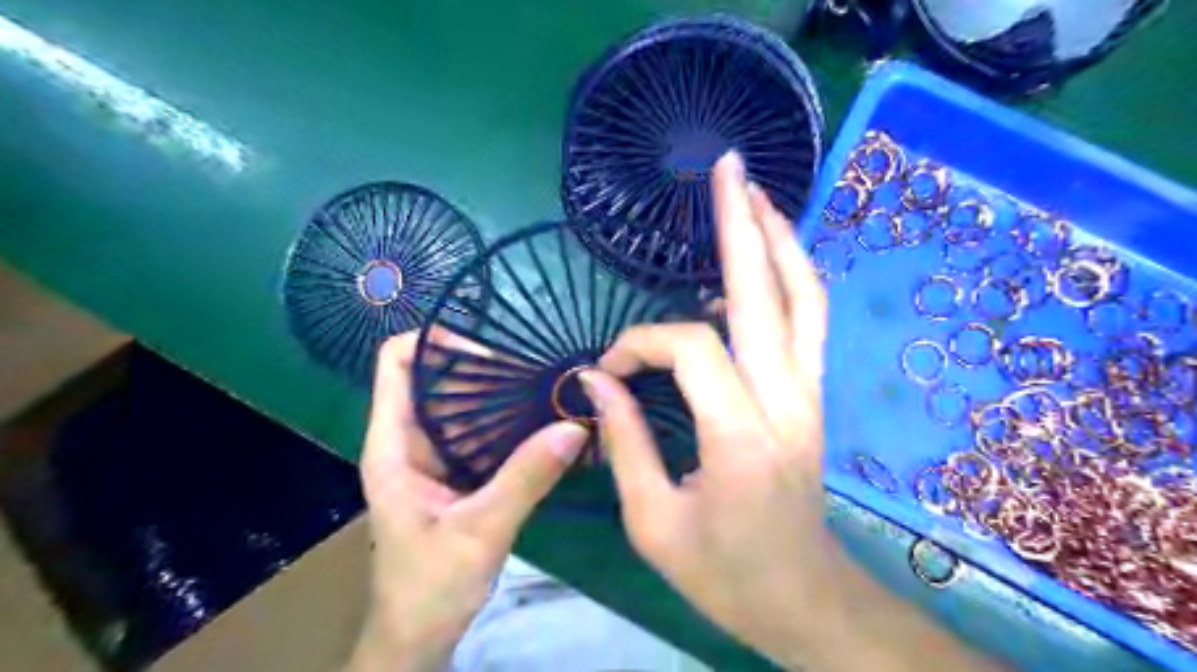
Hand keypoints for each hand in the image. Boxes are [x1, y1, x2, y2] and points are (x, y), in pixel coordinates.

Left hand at [345, 333, 586, 670]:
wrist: (418, 637)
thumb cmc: (429, 588)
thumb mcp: (480, 531)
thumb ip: (525, 478)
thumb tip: (573, 427)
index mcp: (393, 446)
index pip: (396, 364)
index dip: (434, 341)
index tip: (489, 346)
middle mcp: (409, 442)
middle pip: (436, 378)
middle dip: (480, 365)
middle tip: (533, 365)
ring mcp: (433, 457)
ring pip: (461, 405)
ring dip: (498, 392)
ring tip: (544, 383)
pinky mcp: (455, 474)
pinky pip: (479, 433)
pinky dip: (506, 421)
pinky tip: (540, 420)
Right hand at [582, 155, 1003, 670]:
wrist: (803, 598)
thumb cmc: (726, 573)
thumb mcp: (654, 522)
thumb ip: (626, 441)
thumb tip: (599, 381)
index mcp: (740, 435)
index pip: (690, 348)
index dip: (641, 344)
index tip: (608, 371)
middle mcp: (785, 400)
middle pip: (768, 292)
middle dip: (743, 224)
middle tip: (728, 169)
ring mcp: (808, 394)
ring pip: (804, 298)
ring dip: (778, 240)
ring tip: (753, 196)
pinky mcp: (812, 397)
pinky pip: (806, 322)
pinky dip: (787, 278)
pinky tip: (761, 261)